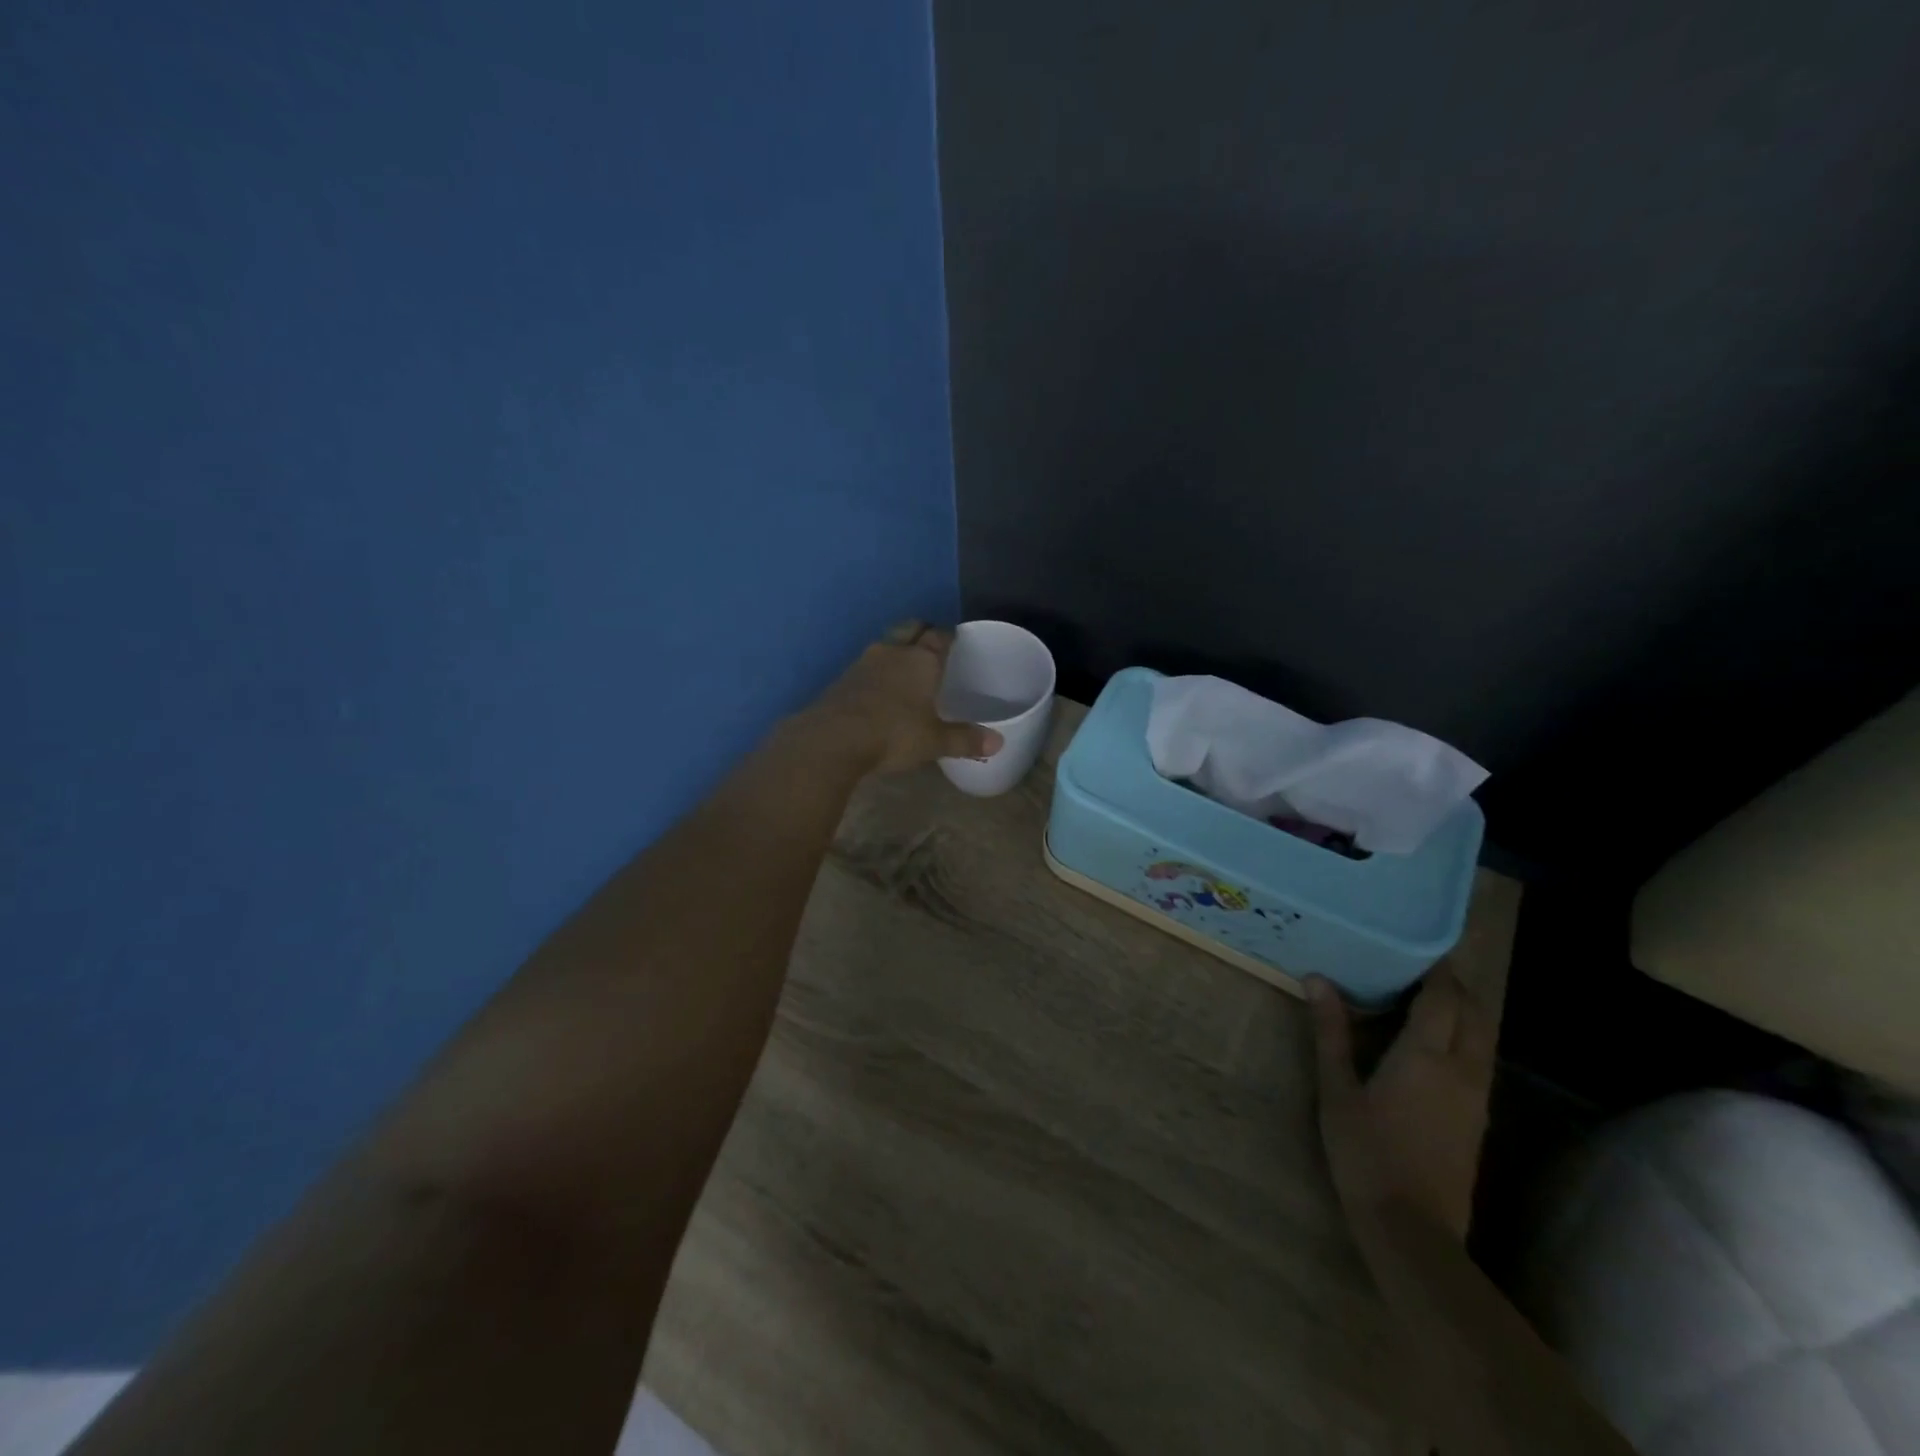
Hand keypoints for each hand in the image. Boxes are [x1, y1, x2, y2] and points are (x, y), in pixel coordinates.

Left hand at [803, 621, 1004, 774]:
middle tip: (931, 644)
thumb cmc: (894, 734)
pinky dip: (877, 672)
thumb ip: (965, 740)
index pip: (940, 635)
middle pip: (910, 628)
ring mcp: (864, 663)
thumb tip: (998, 743)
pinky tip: (880, 690)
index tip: (956, 639)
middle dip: (921, 632)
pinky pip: (866, 667)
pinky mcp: (842, 680)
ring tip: (906, 667)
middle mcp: (893, 652)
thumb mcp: (934, 741)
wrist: (833, 739)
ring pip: (885, 645)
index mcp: (921, 660)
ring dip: (896, 650)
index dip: (949, 635)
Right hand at [1307, 966, 1491, 1239]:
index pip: (1443, 998)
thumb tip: (1317, 980)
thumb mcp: (1337, 1090)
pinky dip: (1464, 1037)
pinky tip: (1432, 1044)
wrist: (1413, 1229)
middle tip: (1419, 966)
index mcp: (1427, 1056)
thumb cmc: (1366, 1152)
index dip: (1437, 968)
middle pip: (1475, 1013)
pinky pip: (1479, 1061)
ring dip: (1463, 1011)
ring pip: (1483, 1038)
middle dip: (1455, 986)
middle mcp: (1463, 1070)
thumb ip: (1331, 1032)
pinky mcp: (1478, 1119)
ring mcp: (1477, 1097)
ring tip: (1425, 997)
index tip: (1418, 943)